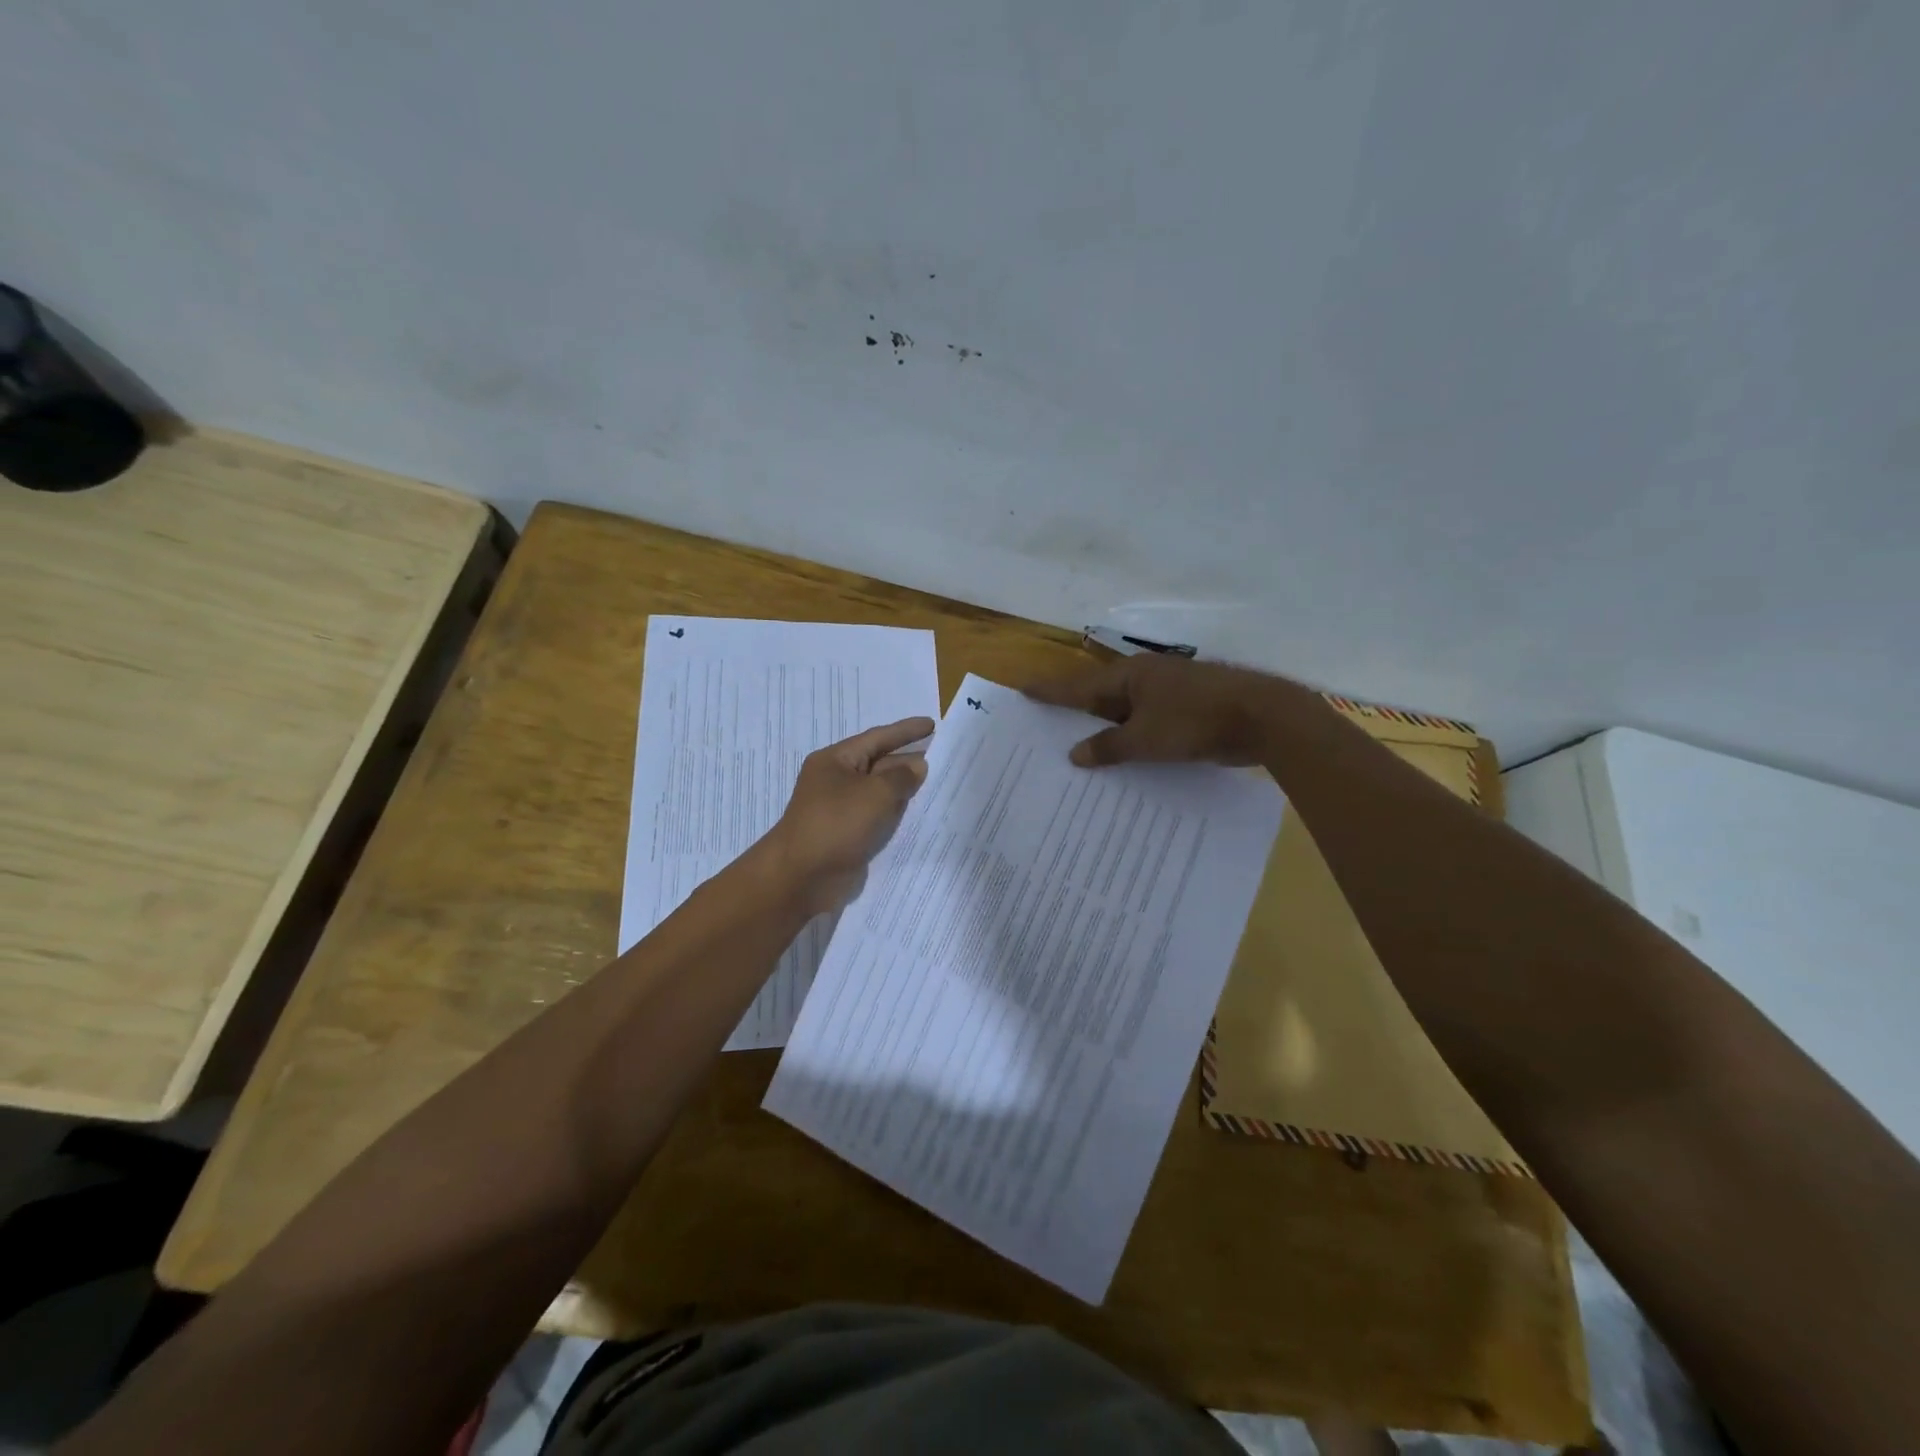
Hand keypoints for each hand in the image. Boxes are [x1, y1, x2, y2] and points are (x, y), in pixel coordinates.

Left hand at [762, 716, 933, 913]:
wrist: (802, 877)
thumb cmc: (836, 824)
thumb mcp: (875, 793)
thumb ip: (901, 776)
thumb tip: (917, 765)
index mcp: (835, 760)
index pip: (876, 738)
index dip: (905, 731)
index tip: (932, 724)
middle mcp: (836, 780)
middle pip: (878, 763)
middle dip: (908, 760)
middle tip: (942, 755)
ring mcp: (841, 809)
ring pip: (879, 792)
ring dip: (904, 788)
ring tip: (937, 782)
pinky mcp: (848, 834)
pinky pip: (877, 817)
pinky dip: (896, 813)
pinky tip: (919, 813)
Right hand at [1023, 656, 1289, 767]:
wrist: (1263, 718)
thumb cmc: (1195, 721)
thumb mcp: (1145, 740)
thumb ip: (1108, 747)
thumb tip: (1075, 754)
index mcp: (1129, 677)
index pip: (1078, 686)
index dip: (1050, 692)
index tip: (1023, 690)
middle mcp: (1145, 680)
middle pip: (1100, 698)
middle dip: (1075, 714)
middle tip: (1045, 728)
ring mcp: (1168, 694)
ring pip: (1125, 714)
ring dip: (1105, 731)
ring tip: (1078, 752)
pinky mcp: (1187, 712)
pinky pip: (1147, 725)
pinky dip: (1131, 740)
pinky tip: (1123, 759)